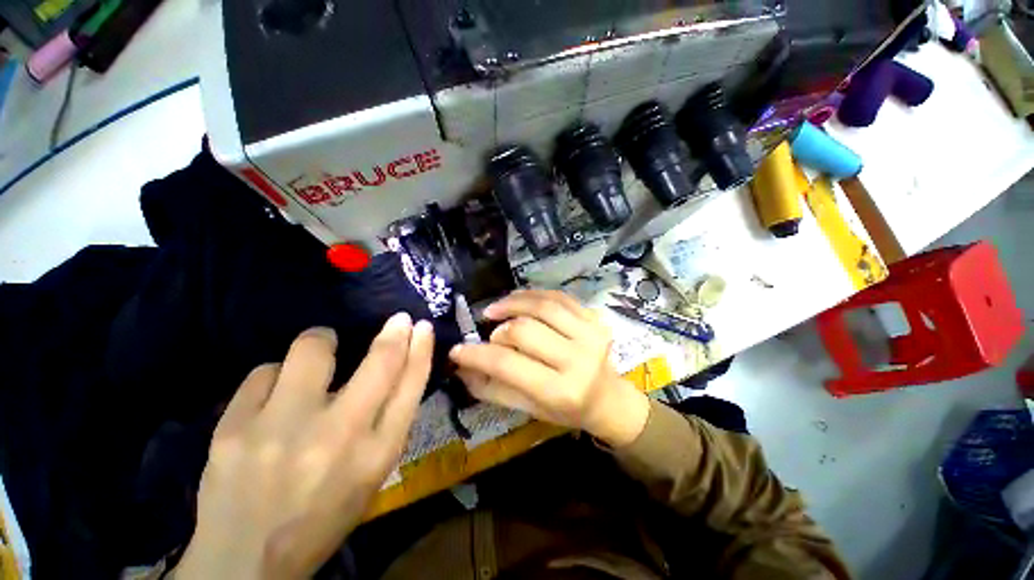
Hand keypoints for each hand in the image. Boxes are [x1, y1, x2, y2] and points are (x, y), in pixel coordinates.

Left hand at [175, 314, 433, 578]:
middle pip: (380, 362)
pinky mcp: (233, 429)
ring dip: (322, 341)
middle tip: (397, 320)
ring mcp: (280, 430)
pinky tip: (273, 397)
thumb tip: (397, 368)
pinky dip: (276, 375)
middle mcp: (336, 436)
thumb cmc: (322, 516)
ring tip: (321, 352)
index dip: (421, 350)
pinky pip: (263, 372)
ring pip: (311, 350)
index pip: (411, 385)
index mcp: (376, 454)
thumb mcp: (370, 474)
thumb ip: (387, 422)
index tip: (422, 328)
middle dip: (394, 333)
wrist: (244, 562)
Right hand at [450, 290, 649, 447]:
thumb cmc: (567, 409)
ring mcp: (591, 333)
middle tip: (490, 334)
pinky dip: (533, 295)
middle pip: (525, 330)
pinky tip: (519, 300)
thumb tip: (461, 366)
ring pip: (542, 306)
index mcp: (560, 390)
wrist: (609, 398)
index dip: (477, 354)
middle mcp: (578, 359)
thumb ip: (493, 388)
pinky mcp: (595, 318)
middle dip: (499, 330)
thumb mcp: (528, 408)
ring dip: (513, 303)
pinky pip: (558, 297)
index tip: (457, 349)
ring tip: (496, 309)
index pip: (508, 364)